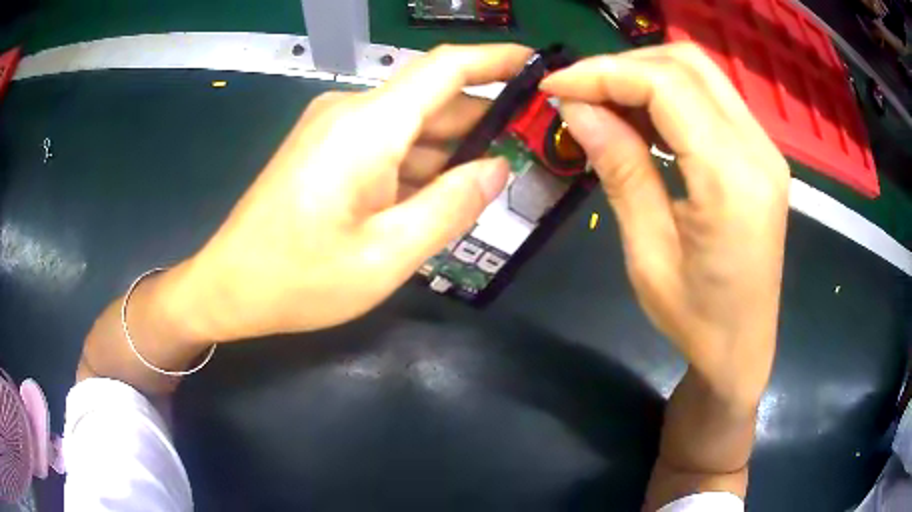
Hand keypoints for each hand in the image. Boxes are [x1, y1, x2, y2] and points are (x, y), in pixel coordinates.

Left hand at [164, 44, 532, 341]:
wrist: (228, 286)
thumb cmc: (300, 279)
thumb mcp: (387, 255)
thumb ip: (450, 206)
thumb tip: (498, 167)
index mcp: (368, 125)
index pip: (446, 68)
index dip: (497, 60)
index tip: (539, 67)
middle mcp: (351, 111)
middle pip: (433, 100)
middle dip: (485, 121)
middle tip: (532, 150)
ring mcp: (334, 128)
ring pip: (411, 126)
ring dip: (451, 149)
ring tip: (495, 181)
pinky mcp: (325, 148)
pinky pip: (386, 144)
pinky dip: (418, 164)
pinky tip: (439, 195)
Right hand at [541, 43, 789, 405]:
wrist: (742, 347)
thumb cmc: (694, 318)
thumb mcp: (647, 252)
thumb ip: (620, 169)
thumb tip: (577, 108)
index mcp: (732, 181)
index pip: (667, 86)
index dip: (604, 73)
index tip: (555, 86)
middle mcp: (758, 150)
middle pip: (688, 64)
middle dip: (624, 66)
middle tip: (580, 92)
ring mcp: (765, 148)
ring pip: (700, 73)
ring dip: (645, 75)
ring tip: (604, 103)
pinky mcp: (760, 153)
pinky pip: (712, 98)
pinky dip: (670, 94)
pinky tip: (641, 117)